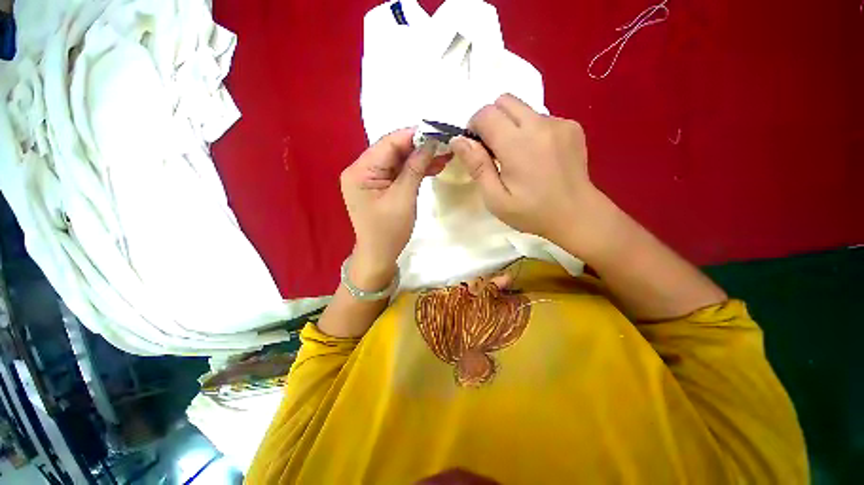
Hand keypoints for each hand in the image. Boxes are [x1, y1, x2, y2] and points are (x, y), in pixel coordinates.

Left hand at [340, 128, 446, 288]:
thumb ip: (415, 168)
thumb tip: (429, 143)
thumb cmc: (389, 231)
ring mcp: (369, 178)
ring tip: (443, 156)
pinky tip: (432, 167)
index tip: (437, 130)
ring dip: (419, 159)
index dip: (413, 135)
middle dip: (419, 147)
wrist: (379, 255)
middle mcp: (361, 170)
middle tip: (443, 144)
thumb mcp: (403, 198)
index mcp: (360, 171)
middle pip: (392, 150)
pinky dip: (414, 170)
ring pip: (397, 161)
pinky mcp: (378, 186)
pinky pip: (397, 173)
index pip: (388, 143)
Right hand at [450, 94, 611, 253]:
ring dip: (511, 125)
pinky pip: (541, 117)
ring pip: (523, 108)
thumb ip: (477, 166)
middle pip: (504, 100)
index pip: (486, 113)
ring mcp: (559, 123)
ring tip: (518, 156)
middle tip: (493, 149)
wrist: (577, 215)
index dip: (474, 126)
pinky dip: (530, 130)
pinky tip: (537, 155)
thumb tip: (458, 140)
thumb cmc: (531, 212)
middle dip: (491, 120)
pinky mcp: (571, 126)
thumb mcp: (495, 198)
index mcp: (518, 145)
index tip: (476, 148)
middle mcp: (540, 125)